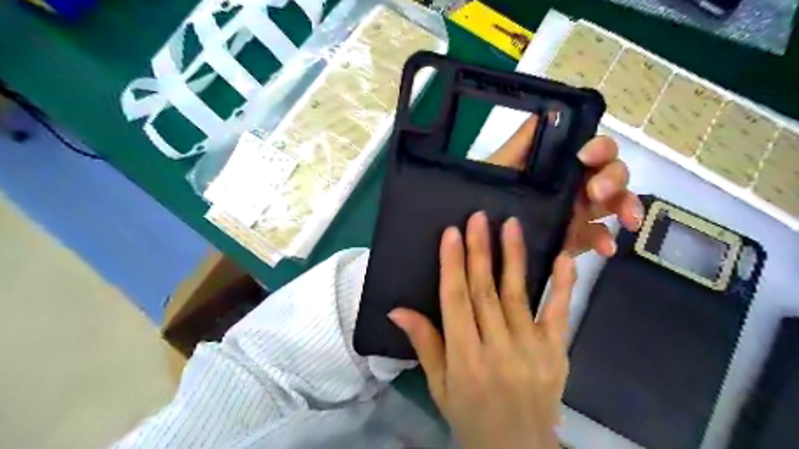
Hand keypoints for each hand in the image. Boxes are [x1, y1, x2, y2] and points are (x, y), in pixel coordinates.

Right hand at [391, 213, 577, 447]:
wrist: (519, 448)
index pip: (456, 302)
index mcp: (465, 359)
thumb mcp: (439, 385)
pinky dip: (562, 284)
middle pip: (485, 291)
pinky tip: (563, 257)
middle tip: (478, 217)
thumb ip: (424, 344)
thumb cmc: (471, 415)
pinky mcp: (557, 352)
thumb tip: (397, 309)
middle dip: (480, 251)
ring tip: (509, 225)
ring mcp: (532, 349)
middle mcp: (498, 349)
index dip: (452, 265)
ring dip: (513, 257)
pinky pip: (559, 313)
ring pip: (518, 294)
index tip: (452, 233)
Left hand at [480, 116, 641, 256]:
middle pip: (612, 174)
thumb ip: (523, 141)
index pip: (594, 150)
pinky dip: (606, 241)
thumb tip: (550, 111)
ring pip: (614, 204)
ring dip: (625, 207)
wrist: (477, 228)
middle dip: (614, 179)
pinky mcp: (575, 238)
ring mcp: (578, 212)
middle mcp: (575, 184)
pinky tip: (605, 248)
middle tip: (596, 191)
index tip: (585, 157)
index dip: (599, 148)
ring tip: (626, 220)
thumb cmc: (486, 191)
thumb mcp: (500, 165)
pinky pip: (598, 237)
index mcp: (561, 165)